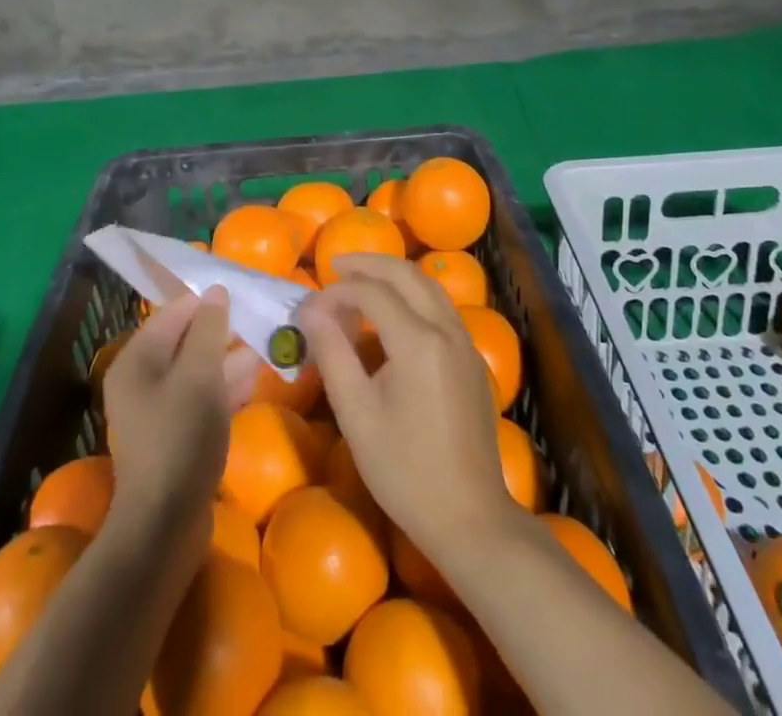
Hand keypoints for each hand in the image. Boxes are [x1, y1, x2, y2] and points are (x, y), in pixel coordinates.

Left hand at [104, 288, 261, 561]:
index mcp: (138, 358)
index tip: (244, 294)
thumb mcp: (200, 374)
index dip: (208, 301)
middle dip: (222, 330)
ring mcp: (158, 409)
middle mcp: (142, 378)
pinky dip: (226, 386)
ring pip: (198, 369)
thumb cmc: (180, 437)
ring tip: (265, 344)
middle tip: (260, 319)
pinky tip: (255, 379)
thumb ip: (209, 329)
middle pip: (186, 339)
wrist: (165, 525)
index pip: (175, 311)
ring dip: (229, 358)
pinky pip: (202, 397)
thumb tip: (216, 291)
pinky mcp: (176, 435)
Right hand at [298, 255, 518, 552]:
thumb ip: (332, 352)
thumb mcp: (356, 413)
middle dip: (369, 264)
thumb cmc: (403, 470)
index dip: (339, 290)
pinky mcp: (471, 358)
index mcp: (418, 341)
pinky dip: (413, 294)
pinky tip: (394, 311)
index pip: (373, 292)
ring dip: (394, 275)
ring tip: (361, 280)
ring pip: (429, 286)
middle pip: (407, 274)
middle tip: (336, 267)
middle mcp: (447, 329)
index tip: (312, 304)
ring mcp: (465, 342)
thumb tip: (310, 309)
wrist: (469, 517)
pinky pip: (441, 307)